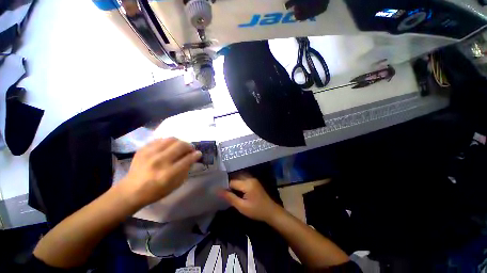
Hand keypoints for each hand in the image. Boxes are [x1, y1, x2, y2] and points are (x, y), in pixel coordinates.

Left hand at [120, 137, 201, 207]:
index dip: (196, 155)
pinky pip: (160, 140)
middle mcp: (159, 161)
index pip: (187, 159)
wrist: (130, 191)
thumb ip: (185, 170)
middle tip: (190, 149)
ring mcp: (150, 154)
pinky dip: (168, 142)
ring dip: (180, 142)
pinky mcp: (143, 149)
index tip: (198, 153)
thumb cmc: (156, 191)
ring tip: (180, 147)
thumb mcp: (175, 185)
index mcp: (168, 173)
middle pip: (180, 146)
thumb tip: (192, 158)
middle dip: (189, 146)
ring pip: (171, 139)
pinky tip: (168, 147)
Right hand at [218, 173, 280, 221]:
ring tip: (226, 188)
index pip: (232, 181)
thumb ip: (230, 197)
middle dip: (228, 182)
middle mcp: (250, 178)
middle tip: (221, 189)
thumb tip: (218, 190)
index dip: (224, 186)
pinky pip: (243, 178)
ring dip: (233, 181)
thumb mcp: (242, 206)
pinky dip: (238, 182)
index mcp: (247, 184)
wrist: (271, 211)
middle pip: (235, 177)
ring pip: (239, 176)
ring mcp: (253, 179)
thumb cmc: (256, 210)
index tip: (218, 190)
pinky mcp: (254, 181)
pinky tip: (235, 188)